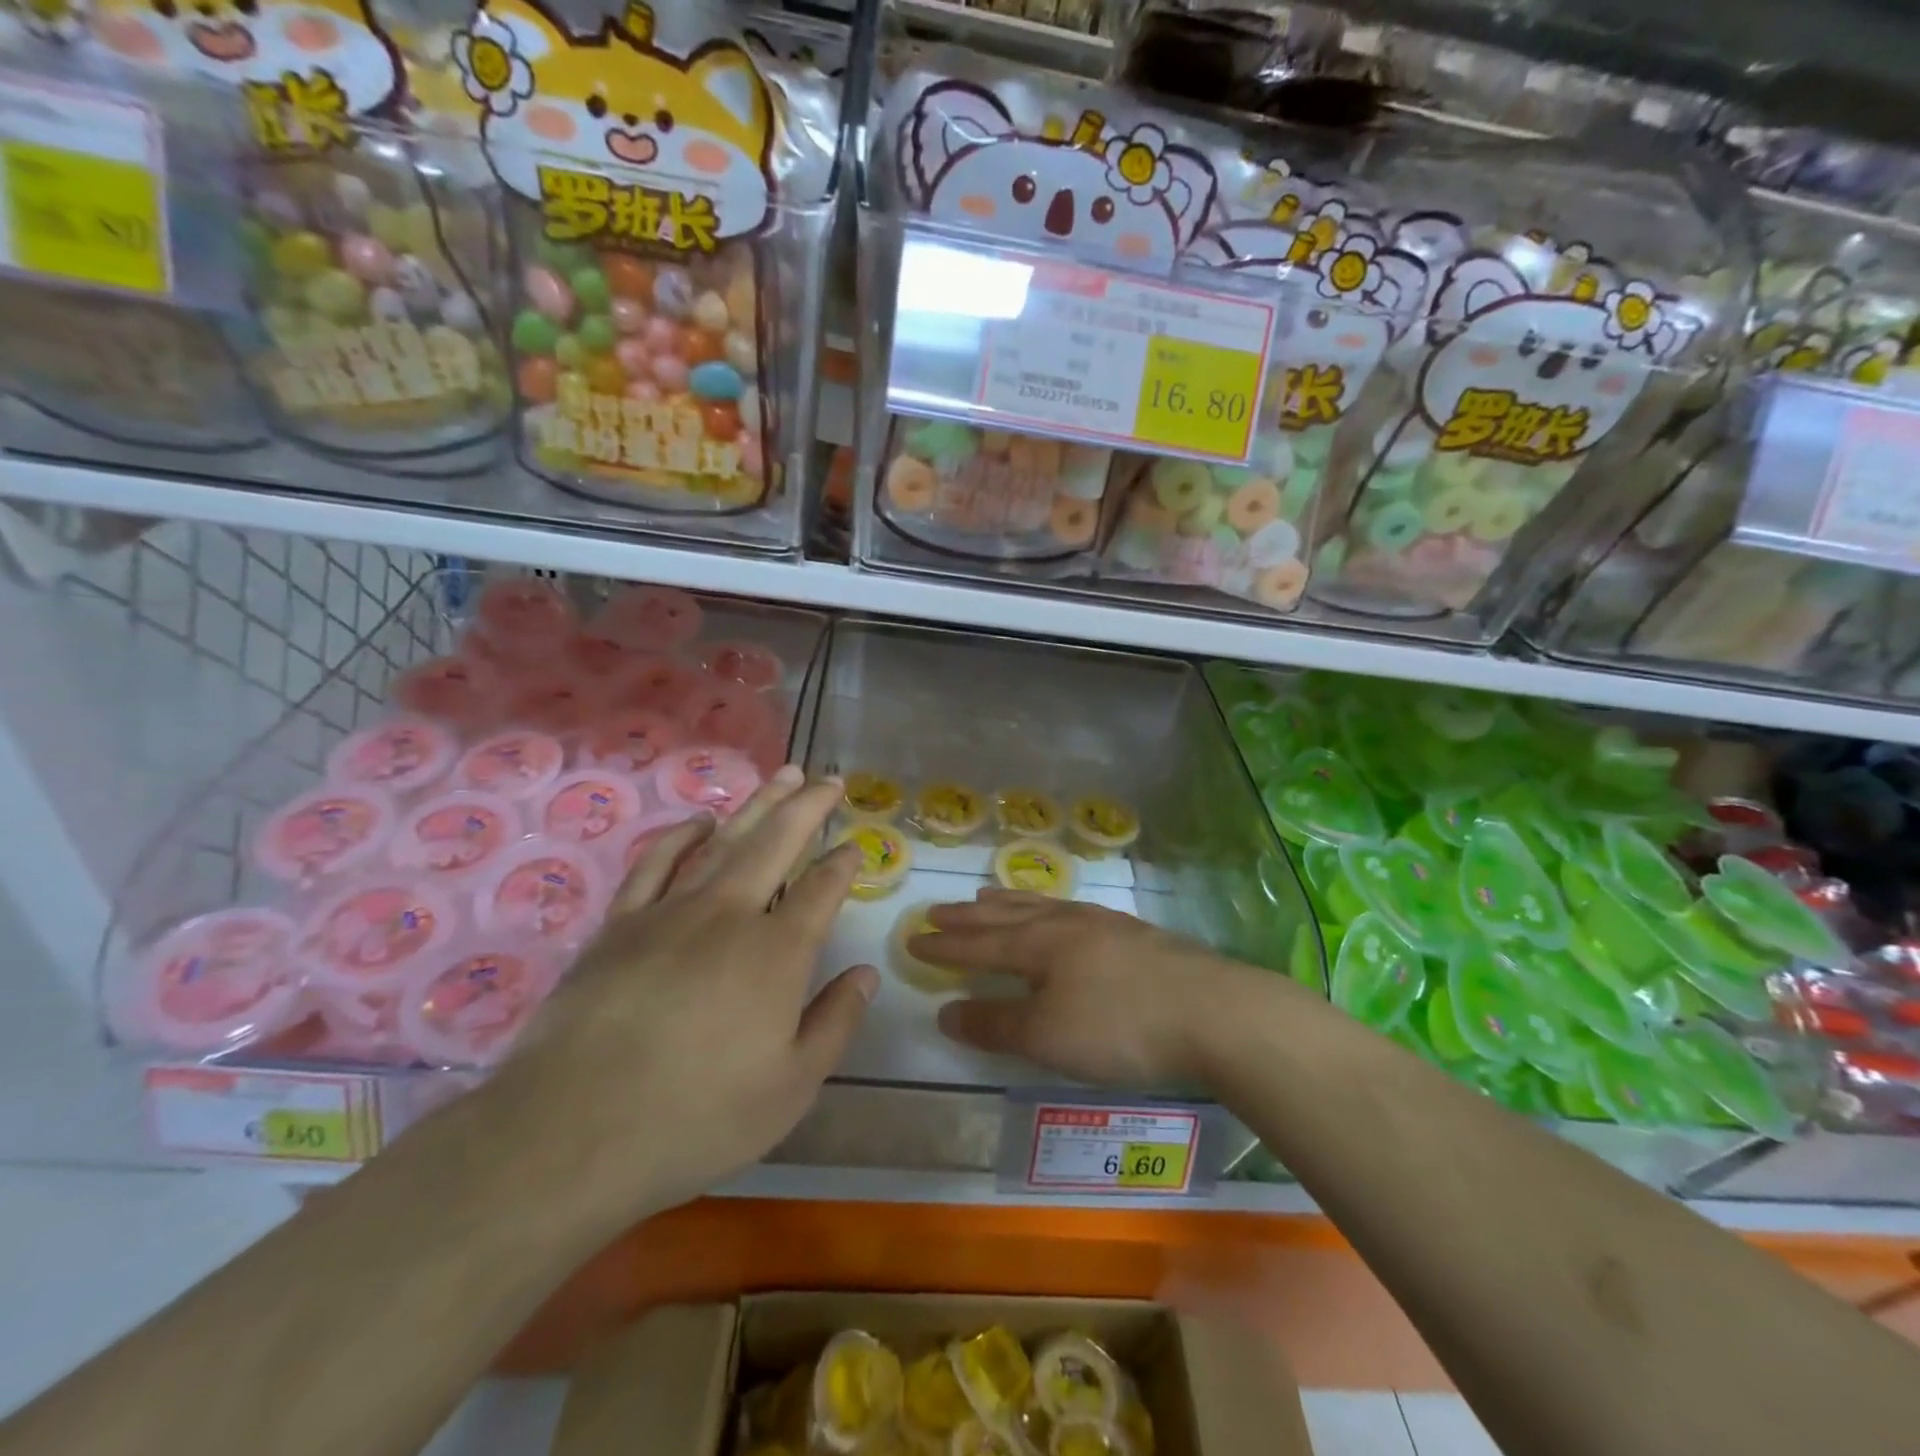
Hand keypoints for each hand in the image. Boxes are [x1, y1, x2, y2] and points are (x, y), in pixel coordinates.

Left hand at [497, 767, 875, 1224]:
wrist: (572, 1132)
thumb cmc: (697, 1117)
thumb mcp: (791, 1087)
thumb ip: (835, 1023)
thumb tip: (865, 974)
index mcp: (777, 953)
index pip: (822, 891)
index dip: (844, 864)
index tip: (856, 846)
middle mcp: (730, 916)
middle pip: (777, 843)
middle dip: (808, 806)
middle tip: (830, 778)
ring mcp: (671, 912)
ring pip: (725, 841)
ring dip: (758, 804)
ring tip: (782, 775)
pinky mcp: (621, 924)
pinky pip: (656, 863)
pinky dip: (681, 836)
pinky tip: (701, 821)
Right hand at [919, 891, 1253, 1088]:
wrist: (1212, 1011)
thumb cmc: (1120, 1026)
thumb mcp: (1047, 1036)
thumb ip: (995, 1024)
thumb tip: (946, 1012)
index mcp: (1039, 945)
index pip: (979, 944)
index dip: (945, 945)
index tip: (914, 938)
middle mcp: (1066, 924)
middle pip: (1007, 917)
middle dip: (969, 917)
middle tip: (938, 909)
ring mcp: (1103, 925)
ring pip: (1042, 907)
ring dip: (1008, 904)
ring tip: (988, 897)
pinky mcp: (1133, 935)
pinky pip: (1072, 911)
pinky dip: (1048, 909)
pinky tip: (1060, 914)